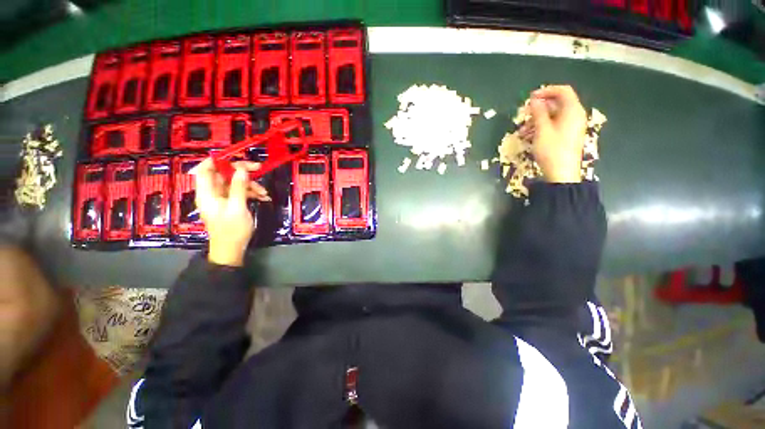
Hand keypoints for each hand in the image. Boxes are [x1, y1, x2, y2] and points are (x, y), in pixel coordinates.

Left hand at [191, 159, 269, 266]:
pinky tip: (263, 197)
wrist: (232, 249)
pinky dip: (252, 193)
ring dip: (251, 185)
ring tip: (264, 193)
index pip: (205, 169)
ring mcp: (223, 198)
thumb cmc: (232, 230)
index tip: (236, 156)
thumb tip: (242, 169)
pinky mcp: (231, 203)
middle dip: (241, 171)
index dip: (217, 160)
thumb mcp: (237, 208)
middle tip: (258, 168)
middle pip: (224, 174)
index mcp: (207, 193)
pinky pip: (241, 192)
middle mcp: (213, 193)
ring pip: (235, 183)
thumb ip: (239, 187)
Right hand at [520, 85, 586, 182]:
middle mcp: (575, 115)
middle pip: (557, 103)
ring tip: (522, 130)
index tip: (530, 97)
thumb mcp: (542, 130)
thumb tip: (534, 100)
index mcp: (572, 110)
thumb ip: (538, 112)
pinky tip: (529, 136)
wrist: (561, 173)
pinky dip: (542, 127)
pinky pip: (554, 125)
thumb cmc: (552, 150)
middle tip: (523, 114)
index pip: (563, 91)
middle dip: (539, 108)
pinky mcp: (567, 135)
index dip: (547, 91)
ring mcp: (571, 126)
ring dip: (537, 120)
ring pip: (553, 116)